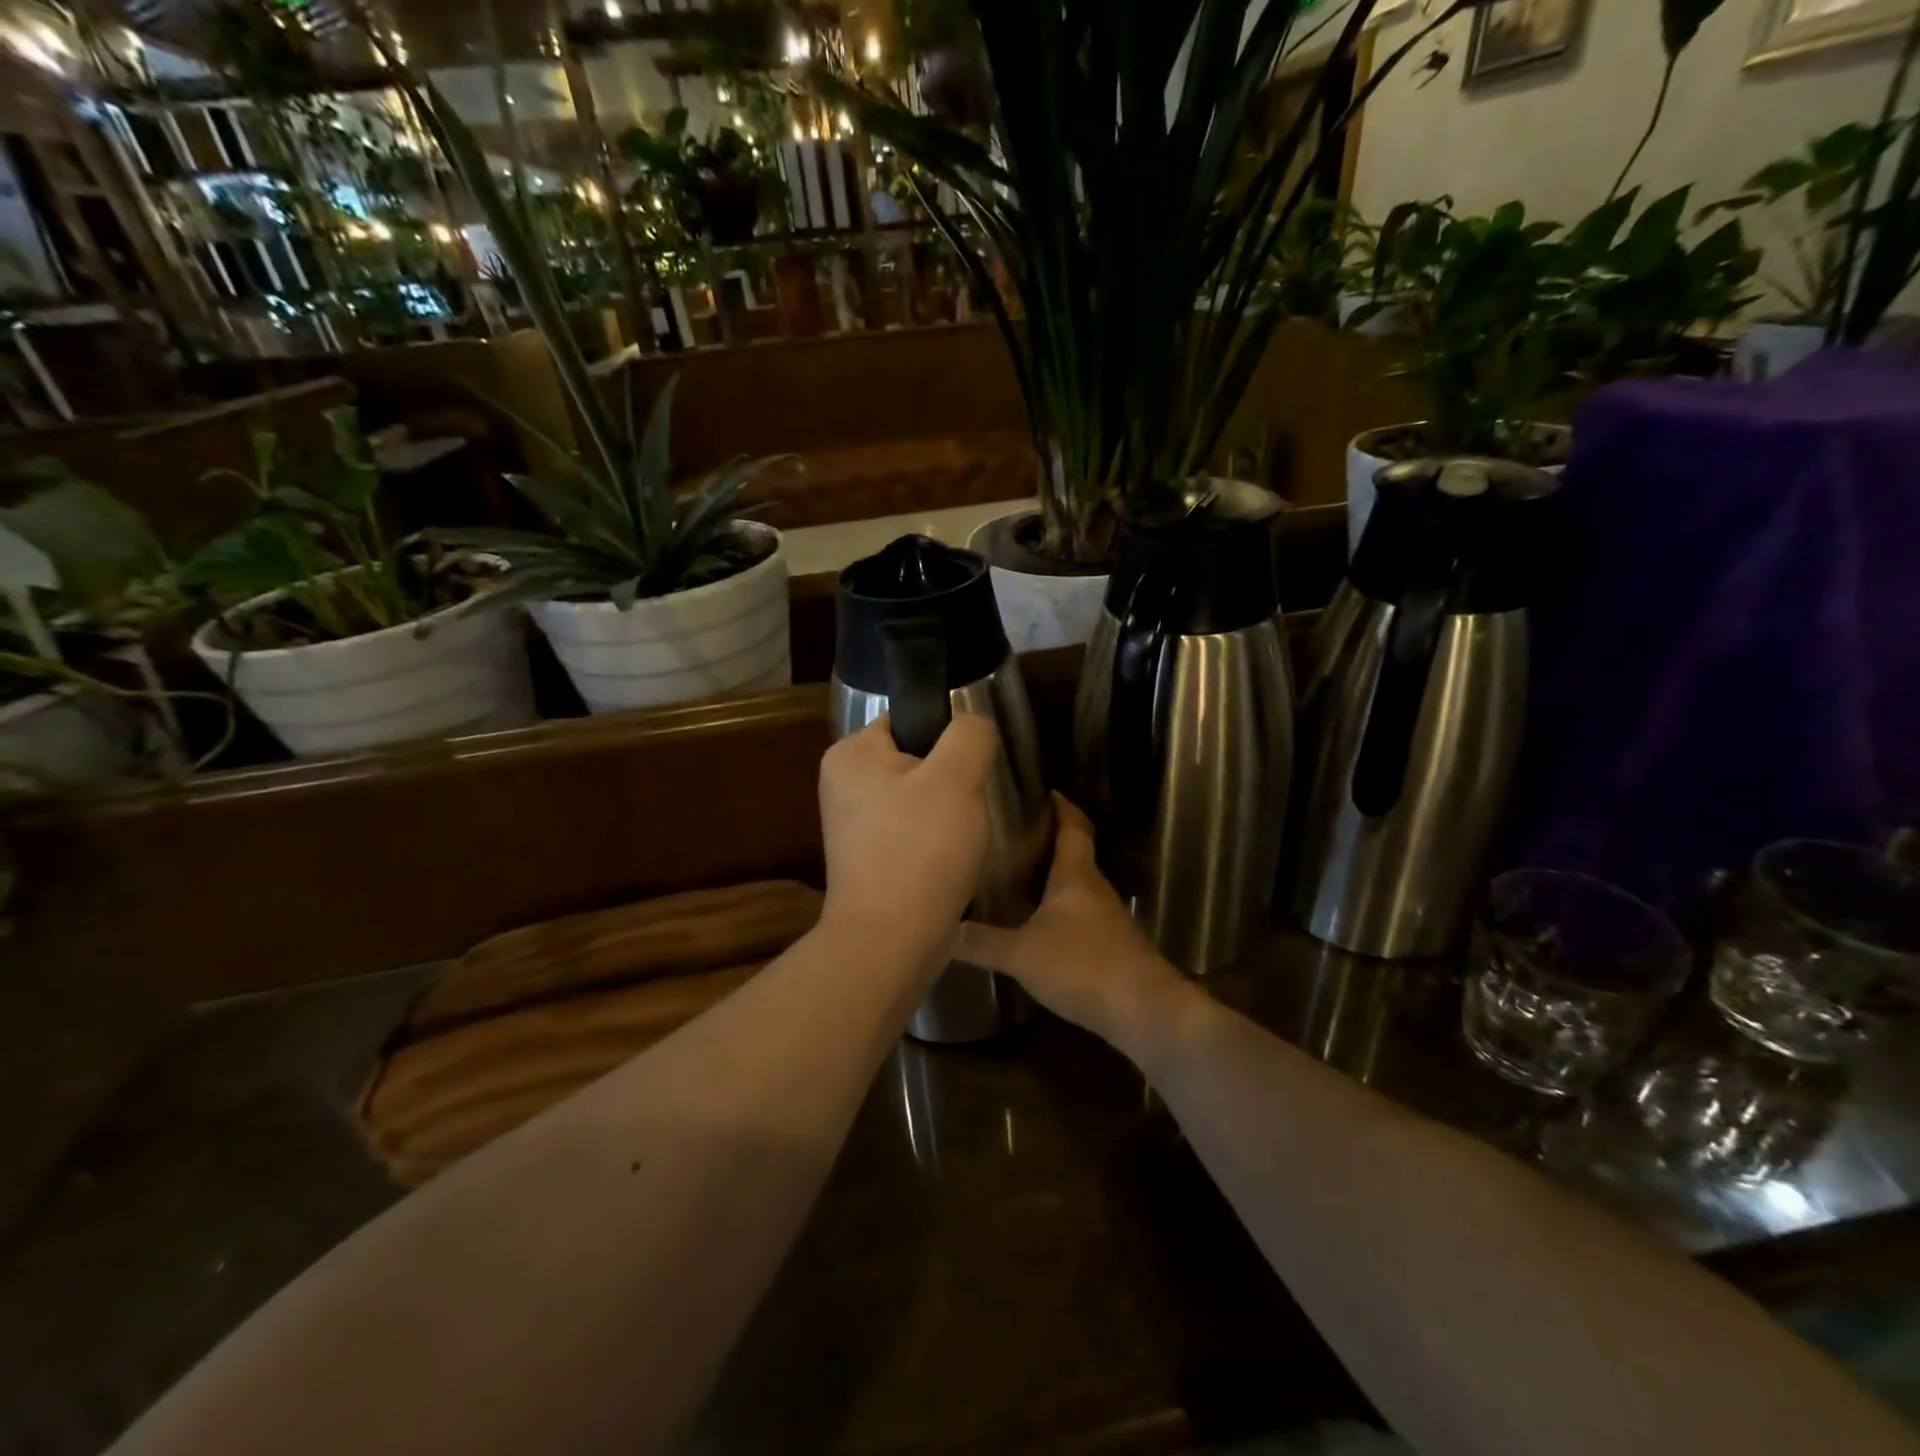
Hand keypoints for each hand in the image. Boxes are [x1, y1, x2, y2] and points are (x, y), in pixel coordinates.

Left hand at [818, 713, 999, 954]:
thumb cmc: (920, 850)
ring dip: (947, 814)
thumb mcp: (957, 777)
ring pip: (920, 798)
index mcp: (850, 753)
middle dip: (951, 781)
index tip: (970, 772)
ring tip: (962, 838)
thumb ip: (969, 733)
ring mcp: (853, 824)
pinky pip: (912, 832)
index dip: (948, 741)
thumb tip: (971, 726)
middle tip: (970, 808)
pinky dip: (934, 842)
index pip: (910, 721)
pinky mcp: (868, 858)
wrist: (891, 941)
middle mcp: (842, 783)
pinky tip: (949, 860)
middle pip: (917, 760)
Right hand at [958, 796, 1196, 1052]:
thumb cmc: (1082, 965)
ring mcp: (1106, 917)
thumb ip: (980, 942)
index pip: (1072, 826)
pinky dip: (1059, 908)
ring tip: (1017, 874)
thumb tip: (941, 929)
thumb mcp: (1021, 954)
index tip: (1044, 790)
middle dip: (1048, 840)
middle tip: (1013, 833)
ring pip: (1076, 885)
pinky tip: (1038, 923)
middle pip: (1074, 852)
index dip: (1060, 806)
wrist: (1142, 1010)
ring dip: (1053, 876)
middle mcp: (1094, 888)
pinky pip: (1080, 913)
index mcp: (1075, 875)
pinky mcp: (1110, 944)